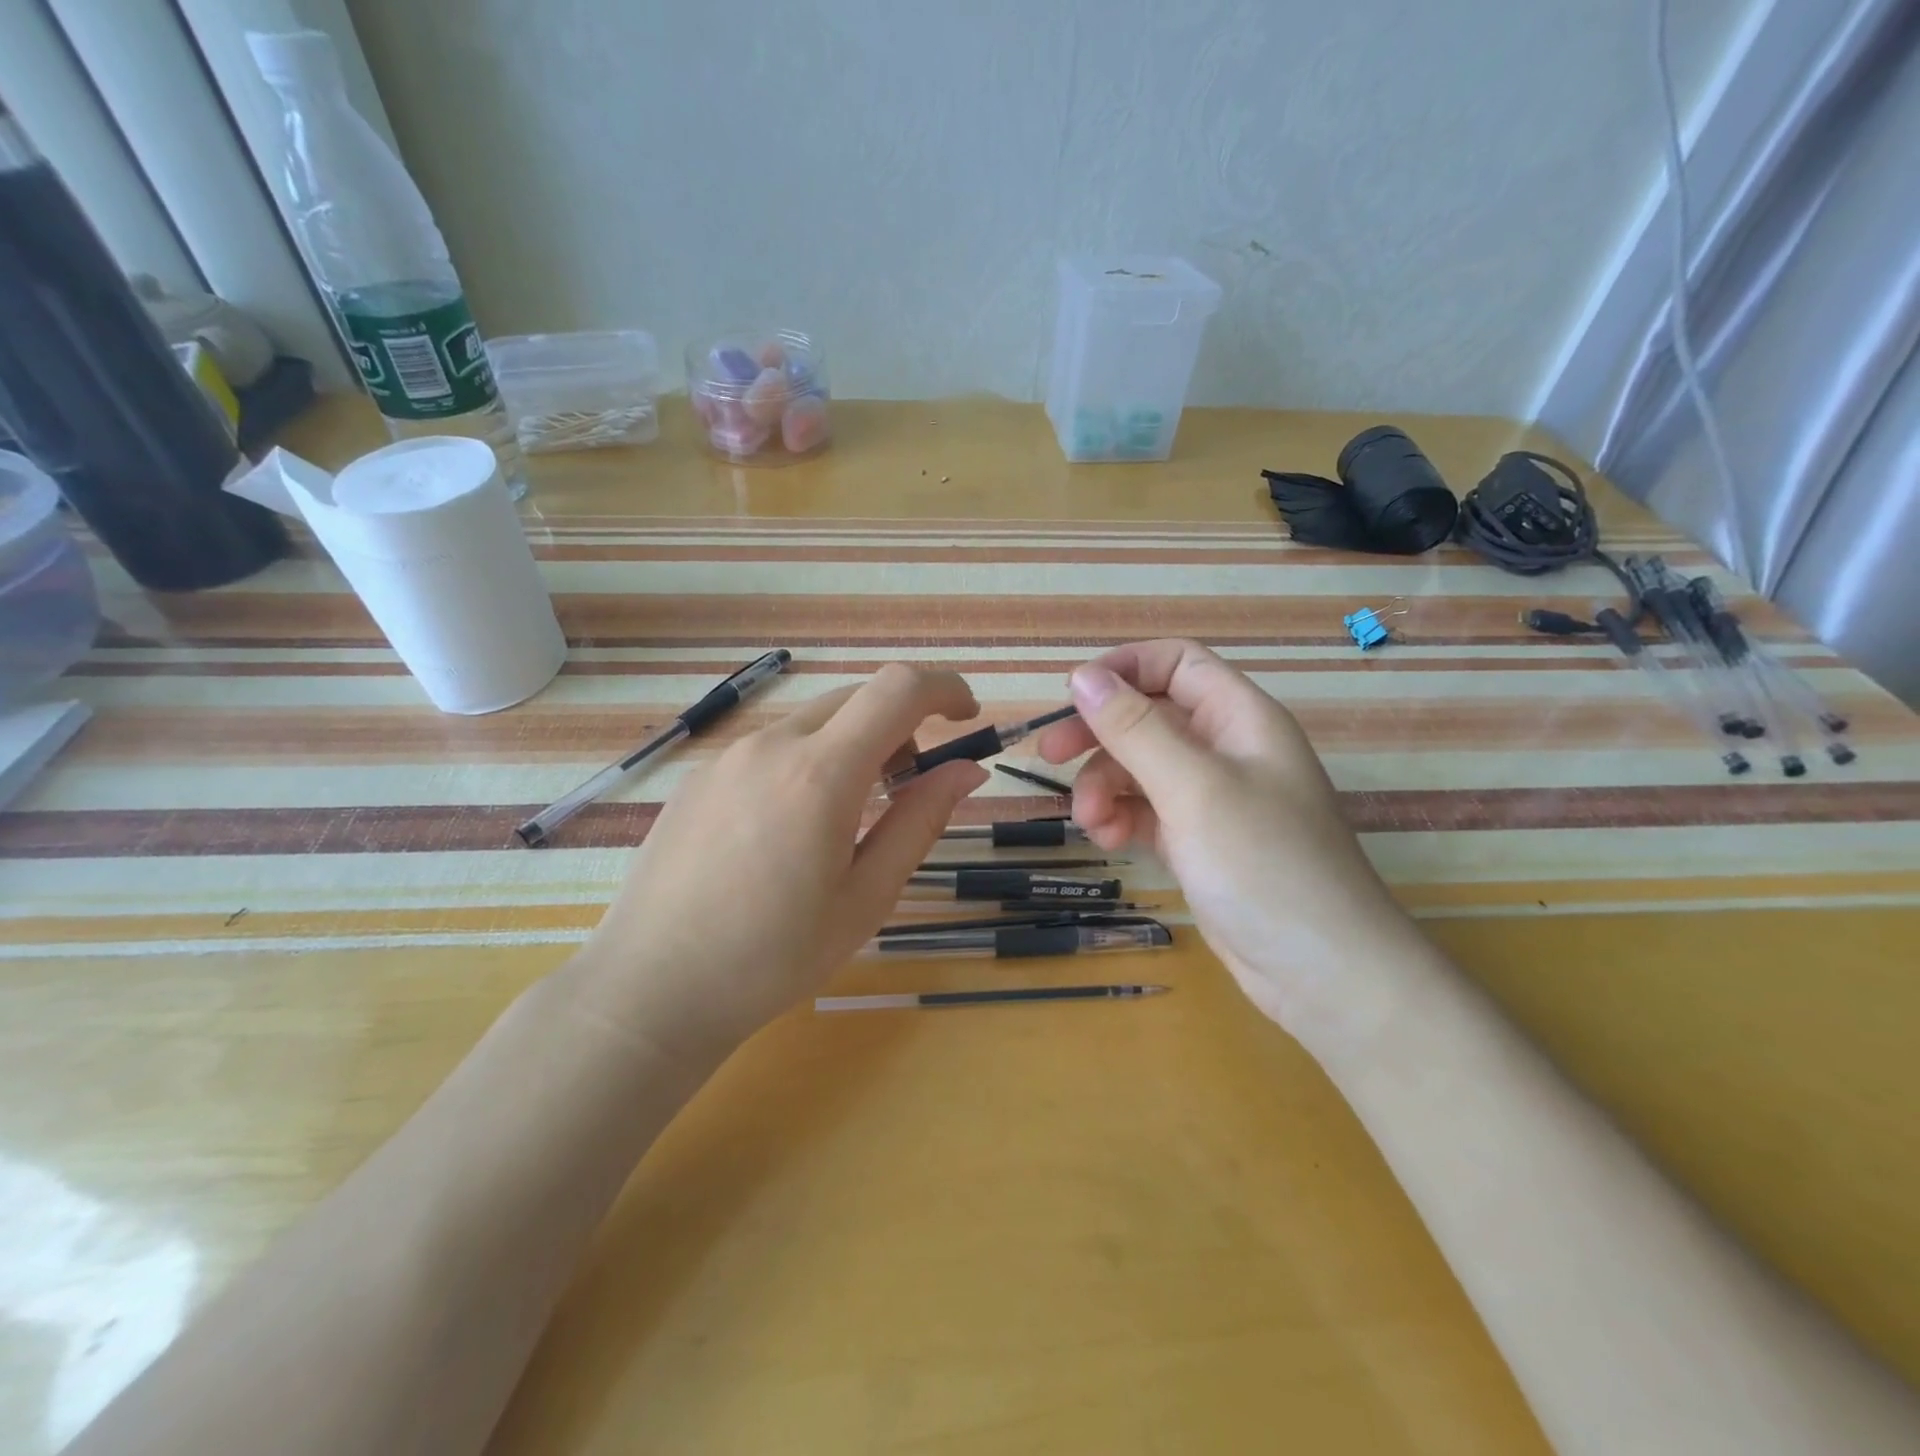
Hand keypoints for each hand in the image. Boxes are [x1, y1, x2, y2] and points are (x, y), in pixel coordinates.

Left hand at [571, 665, 988, 1061]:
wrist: (651, 989)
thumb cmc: (773, 957)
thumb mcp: (866, 897)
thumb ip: (919, 821)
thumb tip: (967, 770)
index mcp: (820, 773)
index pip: (898, 689)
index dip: (945, 687)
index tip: (967, 717)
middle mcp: (771, 745)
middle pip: (856, 698)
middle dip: (900, 724)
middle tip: (908, 786)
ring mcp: (727, 757)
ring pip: (812, 722)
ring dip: (851, 745)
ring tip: (847, 817)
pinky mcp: (699, 777)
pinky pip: (771, 747)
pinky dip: (806, 762)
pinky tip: (788, 831)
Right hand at [1037, 640, 1427, 1047]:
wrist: (1322, 973)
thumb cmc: (1264, 864)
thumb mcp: (1193, 788)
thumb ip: (1135, 729)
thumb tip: (1082, 676)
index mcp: (1239, 717)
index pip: (1176, 663)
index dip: (1123, 669)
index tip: (1072, 697)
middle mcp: (1226, 748)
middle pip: (1149, 715)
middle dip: (1098, 733)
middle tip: (1049, 755)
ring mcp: (1213, 798)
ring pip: (1141, 767)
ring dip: (1105, 785)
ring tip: (1091, 822)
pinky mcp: (1199, 841)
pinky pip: (1147, 810)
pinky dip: (1122, 818)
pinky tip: (1110, 841)